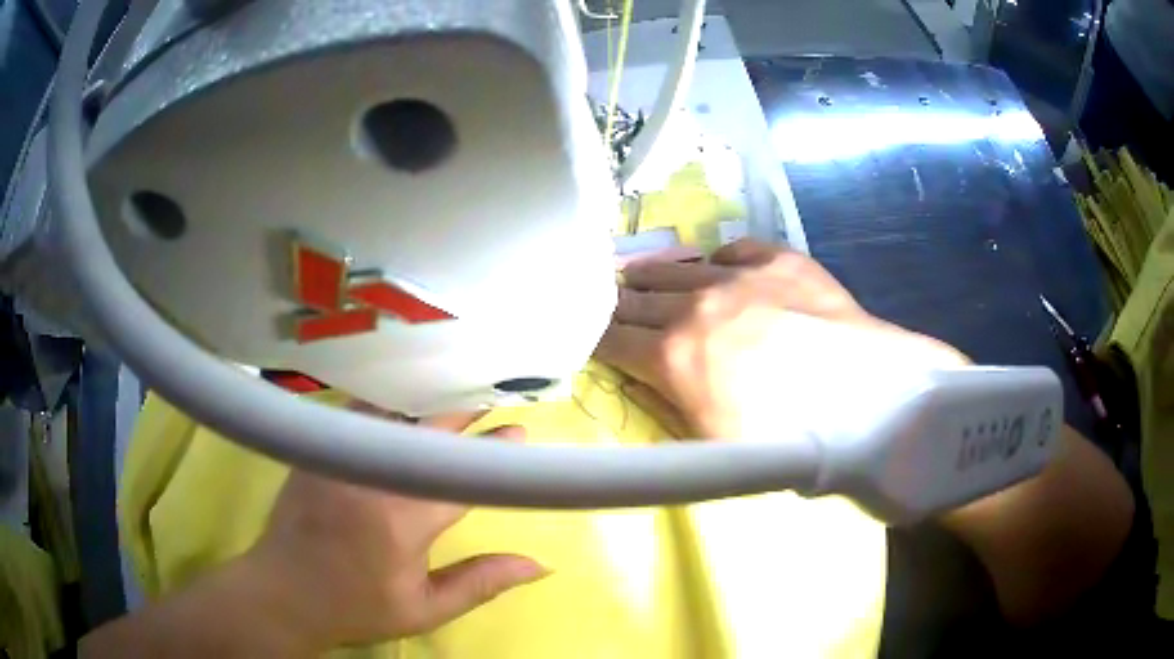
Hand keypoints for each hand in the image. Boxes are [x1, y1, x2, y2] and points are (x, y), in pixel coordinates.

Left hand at [247, 410, 547, 650]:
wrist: (283, 593)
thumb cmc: (356, 607)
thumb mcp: (424, 609)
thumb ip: (480, 583)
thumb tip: (538, 564)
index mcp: (401, 520)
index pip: (460, 475)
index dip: (493, 453)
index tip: (518, 434)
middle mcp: (371, 476)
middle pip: (428, 433)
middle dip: (463, 413)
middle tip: (490, 400)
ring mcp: (339, 456)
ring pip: (392, 415)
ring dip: (426, 405)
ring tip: (453, 395)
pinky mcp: (318, 449)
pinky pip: (358, 415)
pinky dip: (386, 407)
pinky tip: (400, 404)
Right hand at [596, 239, 966, 438]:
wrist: (869, 398)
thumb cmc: (790, 440)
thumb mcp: (713, 448)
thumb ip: (668, 409)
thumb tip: (648, 383)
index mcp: (673, 356)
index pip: (612, 339)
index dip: (594, 338)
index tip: (585, 336)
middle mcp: (696, 305)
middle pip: (636, 297)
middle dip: (615, 302)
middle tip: (604, 301)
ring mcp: (740, 274)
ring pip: (677, 266)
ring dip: (653, 274)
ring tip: (638, 273)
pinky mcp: (780, 259)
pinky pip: (733, 247)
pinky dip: (718, 258)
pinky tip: (717, 264)